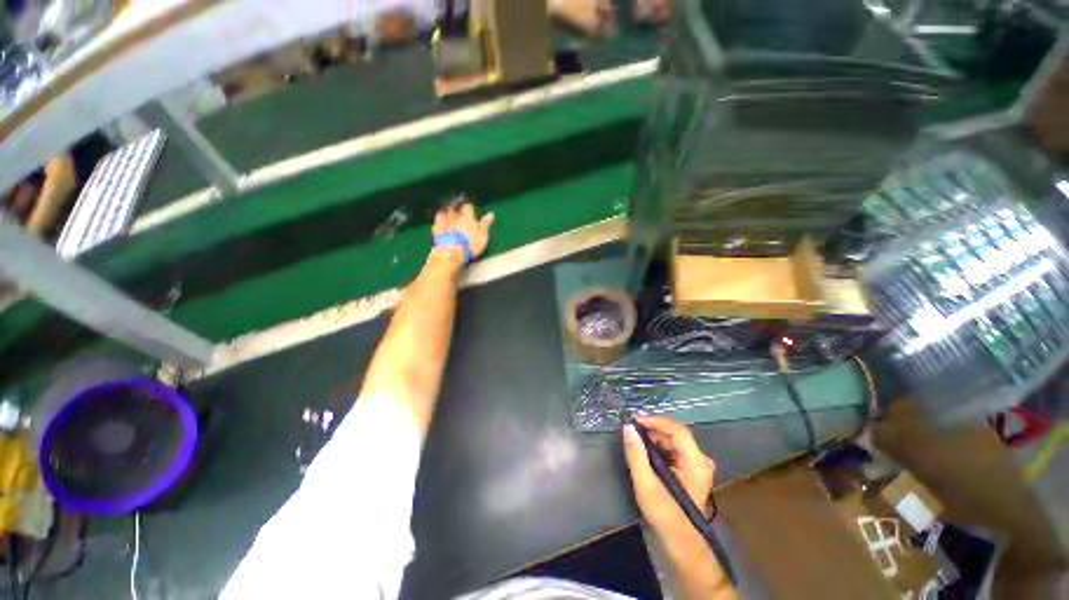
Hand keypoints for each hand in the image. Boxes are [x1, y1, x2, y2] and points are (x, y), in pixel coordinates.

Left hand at [433, 198, 494, 259]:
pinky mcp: (438, 231)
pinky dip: (438, 220)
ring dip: (446, 212)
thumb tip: (491, 214)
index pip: (467, 207)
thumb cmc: (470, 245)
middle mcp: (455, 218)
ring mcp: (445, 223)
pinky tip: (439, 220)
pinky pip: (437, 223)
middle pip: (454, 208)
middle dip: (455, 207)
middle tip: (457, 208)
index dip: (468, 207)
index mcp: (467, 218)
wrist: (452, 253)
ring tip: (448, 212)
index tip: (469, 208)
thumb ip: (485, 224)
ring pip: (445, 213)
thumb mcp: (483, 236)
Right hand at [623, 416, 715, 539]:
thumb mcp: (646, 484)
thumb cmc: (665, 514)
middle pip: (675, 433)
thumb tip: (628, 427)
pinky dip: (658, 447)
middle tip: (632, 433)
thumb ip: (636, 454)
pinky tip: (646, 453)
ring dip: (654, 439)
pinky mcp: (691, 469)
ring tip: (636, 443)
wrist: (681, 541)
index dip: (655, 421)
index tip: (635, 422)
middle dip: (652, 430)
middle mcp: (701, 459)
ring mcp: (697, 464)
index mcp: (695, 462)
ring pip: (673, 440)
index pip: (677, 429)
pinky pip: (674, 449)